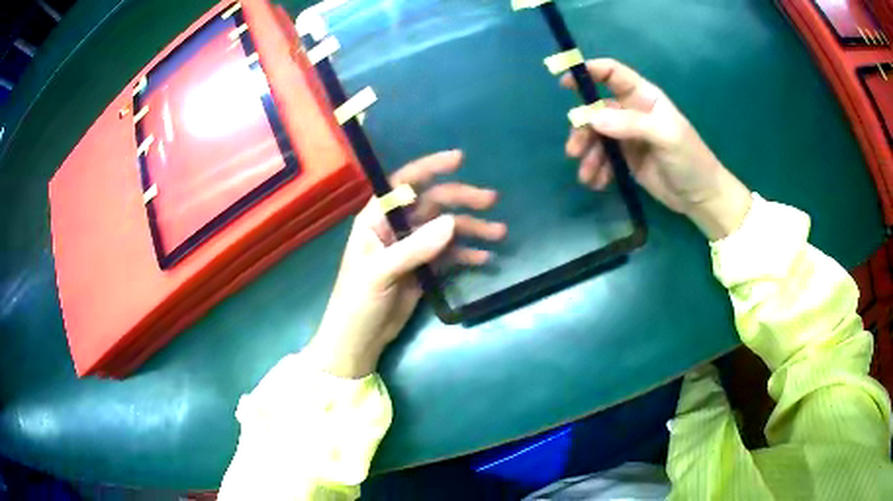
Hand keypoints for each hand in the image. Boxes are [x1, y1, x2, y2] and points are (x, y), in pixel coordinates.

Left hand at [306, 150, 506, 377]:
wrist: (359, 339)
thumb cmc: (357, 301)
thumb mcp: (380, 273)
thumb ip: (414, 247)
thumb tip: (452, 222)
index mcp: (377, 219)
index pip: (404, 184)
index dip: (430, 168)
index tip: (459, 160)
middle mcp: (396, 227)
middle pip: (433, 204)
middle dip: (461, 200)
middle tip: (491, 201)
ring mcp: (412, 248)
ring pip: (446, 229)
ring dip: (472, 228)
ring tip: (499, 233)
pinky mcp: (424, 268)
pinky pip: (450, 254)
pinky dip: (467, 254)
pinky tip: (485, 258)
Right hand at [562, 59, 751, 240]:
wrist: (700, 197)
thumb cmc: (690, 159)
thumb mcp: (666, 136)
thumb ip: (631, 124)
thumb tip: (592, 118)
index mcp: (644, 97)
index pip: (613, 74)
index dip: (589, 72)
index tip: (565, 82)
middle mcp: (632, 112)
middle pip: (596, 110)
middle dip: (583, 129)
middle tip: (574, 151)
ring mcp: (627, 136)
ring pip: (596, 137)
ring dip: (588, 154)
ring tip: (586, 175)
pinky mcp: (625, 159)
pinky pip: (603, 158)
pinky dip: (596, 169)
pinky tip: (597, 183)